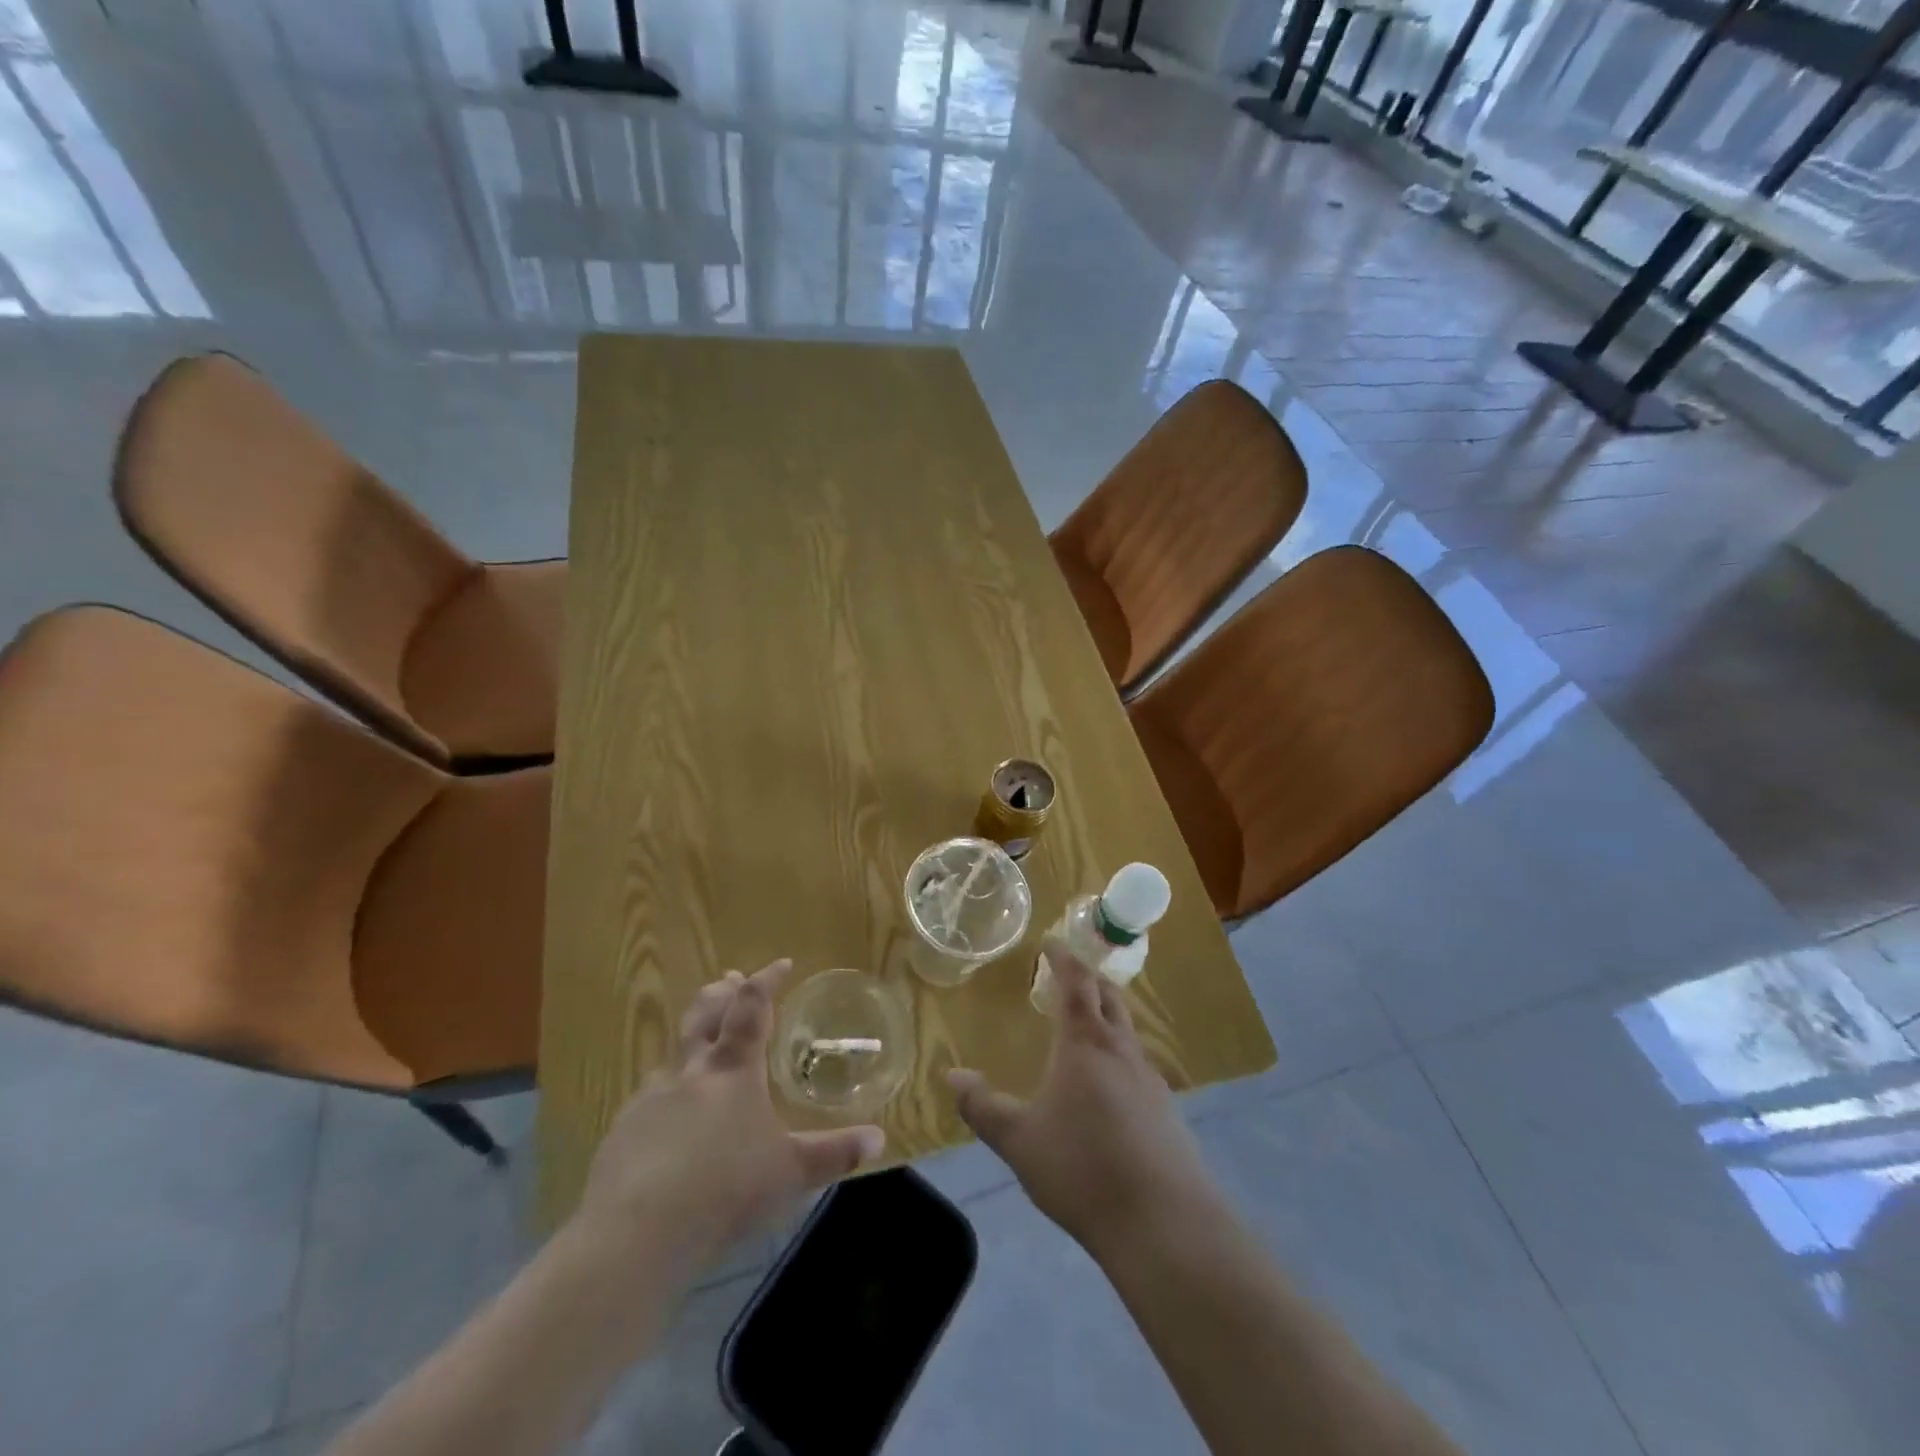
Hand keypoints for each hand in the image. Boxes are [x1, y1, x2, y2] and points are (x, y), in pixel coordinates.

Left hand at [577, 959, 884, 1272]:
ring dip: (692, 1039)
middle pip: (704, 1013)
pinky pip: (650, 1096)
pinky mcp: (623, 1130)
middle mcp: (691, 1070)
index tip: (782, 964)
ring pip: (674, 1053)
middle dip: (721, 992)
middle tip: (731, 979)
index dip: (767, 980)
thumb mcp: (790, 1173)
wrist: (635, 1233)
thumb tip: (878, 1139)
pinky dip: (668, 1091)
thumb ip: (833, 1153)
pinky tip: (670, 1119)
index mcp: (734, 1068)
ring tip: (703, 1049)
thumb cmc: (725, 1190)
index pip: (752, 1006)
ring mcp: (651, 1097)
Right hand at [947, 938, 1215, 1253]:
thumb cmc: (1082, 1168)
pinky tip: (1111, 1084)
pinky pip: (1139, 1064)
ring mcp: (1149, 1079)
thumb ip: (983, 1106)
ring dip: (1107, 1016)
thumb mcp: (1019, 1140)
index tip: (1052, 942)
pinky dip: (1120, 1054)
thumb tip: (952, 1075)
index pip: (1076, 983)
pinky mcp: (1167, 1110)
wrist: (1162, 1221)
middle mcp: (1120, 1050)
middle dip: (1089, 979)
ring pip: (1127, 1030)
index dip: (1064, 958)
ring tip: (1087, 1025)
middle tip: (1069, 975)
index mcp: (1084, 1044)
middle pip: (1109, 997)